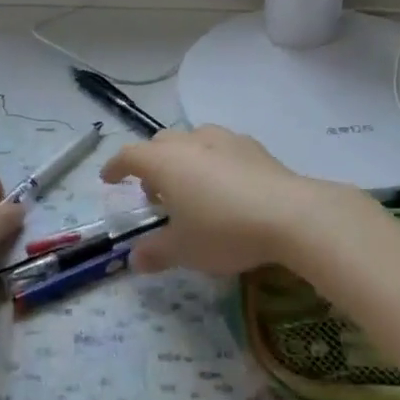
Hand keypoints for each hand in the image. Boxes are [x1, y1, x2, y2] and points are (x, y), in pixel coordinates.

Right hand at [100, 126, 358, 275]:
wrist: (291, 215)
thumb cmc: (224, 231)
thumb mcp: (184, 250)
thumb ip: (156, 252)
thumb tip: (135, 259)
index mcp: (165, 162)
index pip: (129, 155)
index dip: (115, 167)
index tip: (109, 179)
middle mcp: (192, 142)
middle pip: (161, 143)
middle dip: (151, 164)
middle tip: (155, 194)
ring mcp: (225, 140)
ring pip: (193, 140)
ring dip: (183, 159)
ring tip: (191, 189)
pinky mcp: (254, 147)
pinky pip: (222, 148)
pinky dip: (213, 161)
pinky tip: (226, 186)